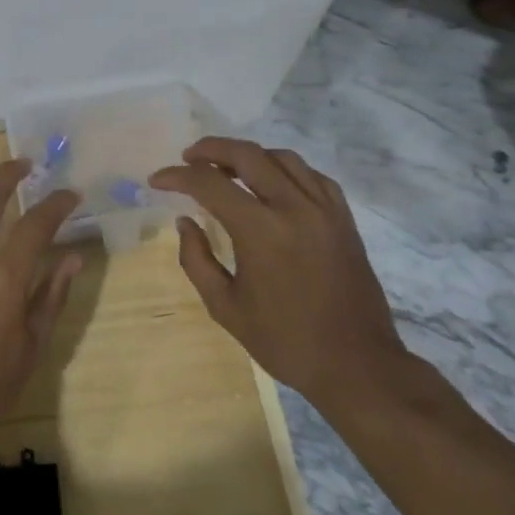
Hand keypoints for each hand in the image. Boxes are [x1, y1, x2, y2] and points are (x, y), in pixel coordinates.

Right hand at [149, 138, 408, 412]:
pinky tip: (272, 182)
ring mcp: (324, 210)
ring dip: (248, 155)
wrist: (357, 365)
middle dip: (210, 149)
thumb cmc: (285, 341)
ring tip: (227, 168)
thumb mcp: (225, 307)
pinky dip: (285, 169)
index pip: (209, 184)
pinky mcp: (344, 218)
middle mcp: (293, 208)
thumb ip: (196, 259)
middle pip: (247, 154)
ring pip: (281, 157)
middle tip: (189, 157)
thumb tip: (185, 221)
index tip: (157, 180)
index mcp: (260, 231)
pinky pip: (312, 175)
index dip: (177, 176)